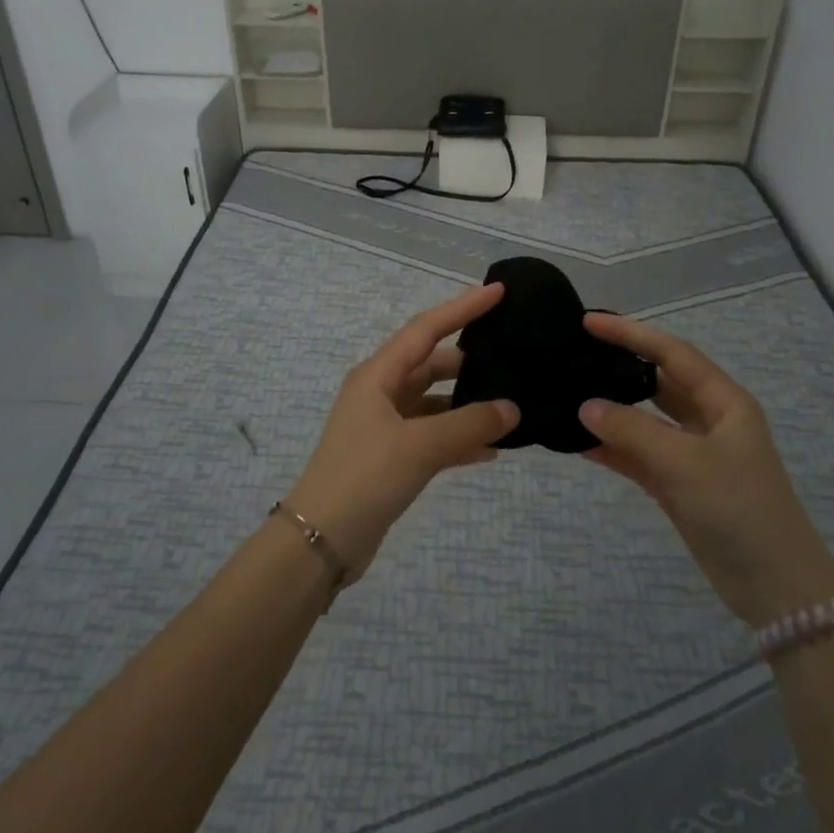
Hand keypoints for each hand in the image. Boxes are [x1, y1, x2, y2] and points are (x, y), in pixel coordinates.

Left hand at [287, 284, 519, 576]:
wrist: (321, 540)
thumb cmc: (365, 477)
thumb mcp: (420, 446)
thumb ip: (469, 424)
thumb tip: (512, 409)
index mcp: (378, 376)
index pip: (426, 329)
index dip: (462, 308)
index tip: (498, 292)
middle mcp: (380, 394)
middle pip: (432, 364)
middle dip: (470, 361)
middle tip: (512, 354)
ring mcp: (385, 427)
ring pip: (436, 403)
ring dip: (468, 405)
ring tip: (511, 404)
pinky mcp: (392, 458)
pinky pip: (434, 437)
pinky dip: (460, 439)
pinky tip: (493, 450)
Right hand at [577, 313, 833, 624]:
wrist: (775, 587)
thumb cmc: (739, 510)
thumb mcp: (686, 464)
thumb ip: (633, 431)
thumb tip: (585, 406)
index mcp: (724, 402)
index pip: (671, 353)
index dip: (631, 333)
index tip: (588, 321)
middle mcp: (708, 420)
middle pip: (657, 382)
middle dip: (619, 366)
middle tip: (573, 354)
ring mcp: (692, 454)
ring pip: (644, 420)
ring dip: (611, 411)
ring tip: (567, 394)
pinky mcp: (678, 484)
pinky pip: (638, 455)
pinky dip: (612, 449)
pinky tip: (578, 443)